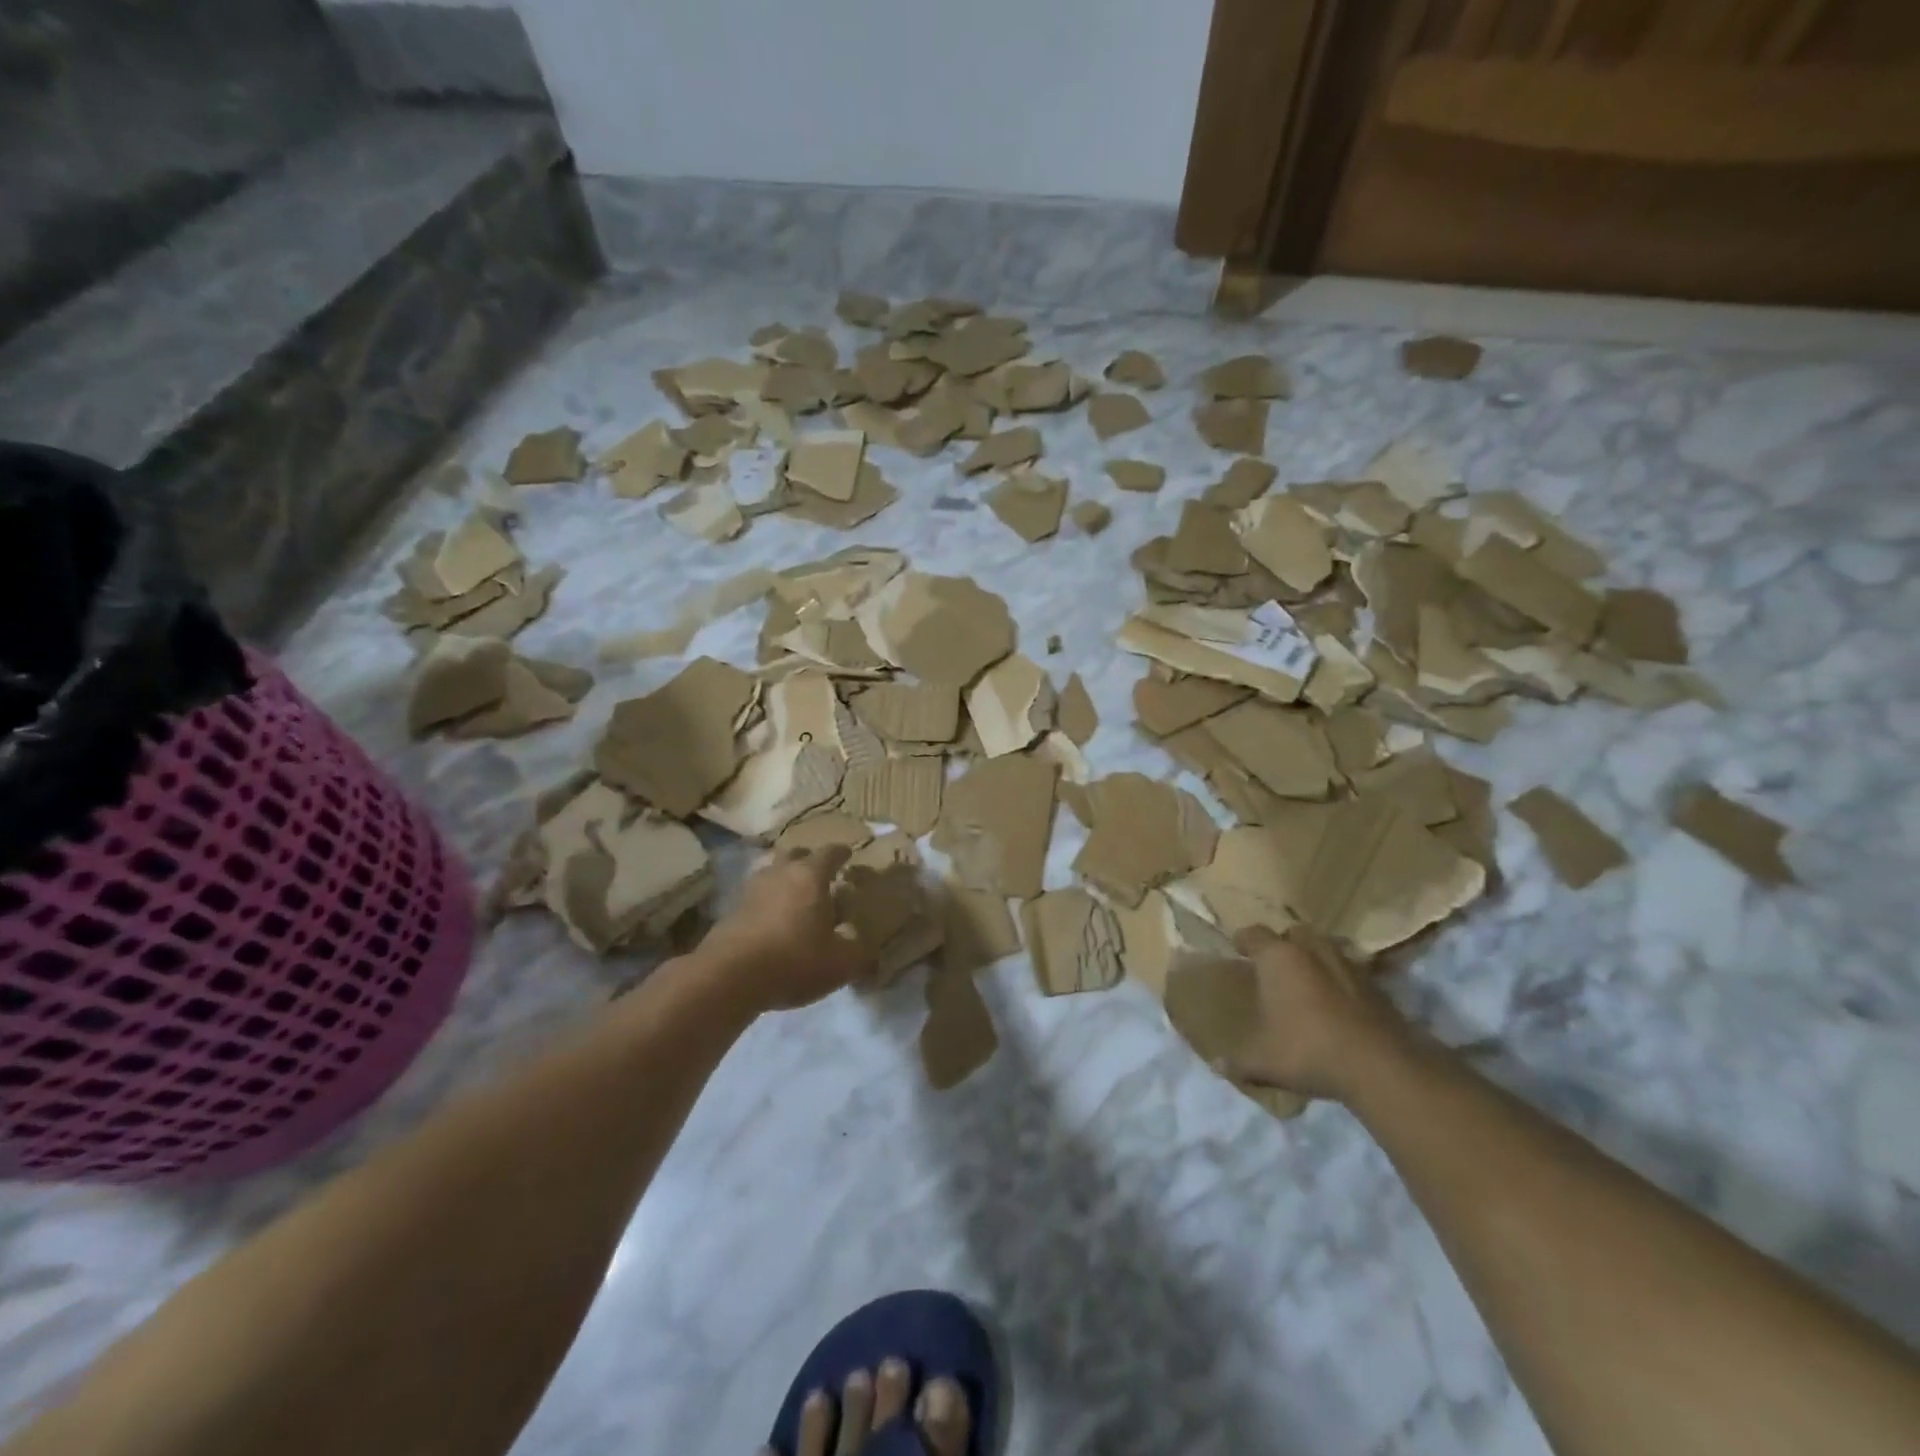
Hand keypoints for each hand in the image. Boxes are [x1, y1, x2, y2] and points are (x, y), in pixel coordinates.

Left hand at [698, 845, 872, 1012]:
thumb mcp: (841, 963)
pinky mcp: (731, 911)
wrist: (729, 977)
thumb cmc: (794, 960)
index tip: (848, 854)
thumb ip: (860, 953)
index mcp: (810, 876)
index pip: (830, 853)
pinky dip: (768, 903)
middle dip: (809, 860)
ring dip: (785, 880)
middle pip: (795, 855)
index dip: (842, 853)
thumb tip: (870, 951)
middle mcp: (779, 873)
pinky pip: (755, 897)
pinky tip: (773, 922)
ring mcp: (751, 890)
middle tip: (821, 875)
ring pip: (772, 873)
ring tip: (796, 898)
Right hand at [1222, 925, 1416, 1104]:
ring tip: (1307, 984)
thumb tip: (1218, 1065)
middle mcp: (1312, 951)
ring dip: (1315, 961)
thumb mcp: (1264, 1062)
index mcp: (1278, 958)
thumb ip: (1239, 1061)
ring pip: (1326, 949)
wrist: (1380, 1066)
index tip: (1237, 951)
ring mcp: (1348, 965)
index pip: (1253, 934)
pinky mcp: (1377, 986)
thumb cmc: (1309, 1050)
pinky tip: (1336, 1006)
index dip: (1243, 941)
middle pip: (1294, 934)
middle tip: (1275, 967)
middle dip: (1284, 945)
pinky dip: (1340, 982)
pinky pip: (1350, 973)